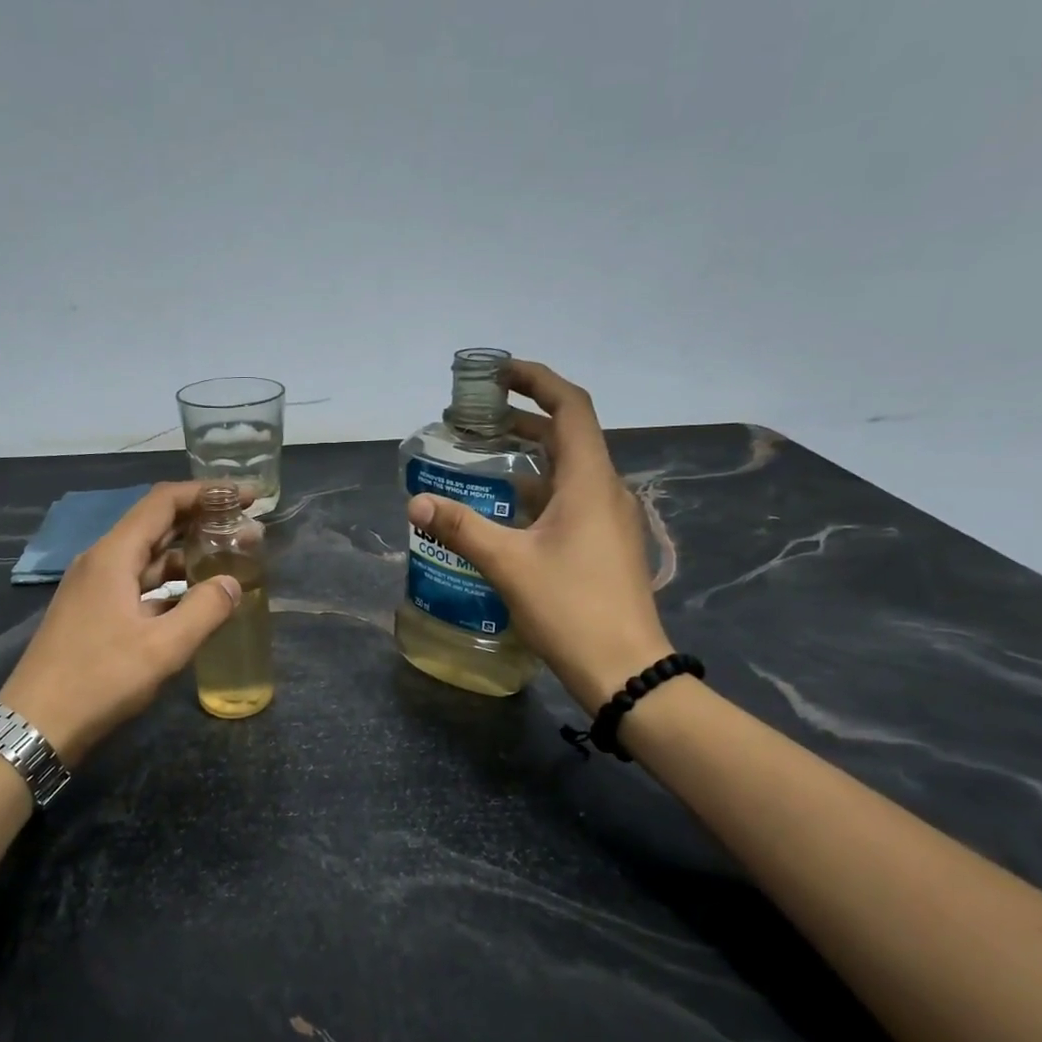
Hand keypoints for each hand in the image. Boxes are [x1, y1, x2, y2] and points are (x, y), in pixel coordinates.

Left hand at [0, 482, 240, 764]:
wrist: (35, 725)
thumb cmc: (99, 680)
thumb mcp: (162, 648)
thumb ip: (205, 610)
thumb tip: (233, 583)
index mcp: (113, 556)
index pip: (164, 502)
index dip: (206, 493)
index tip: (246, 497)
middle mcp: (102, 561)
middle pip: (156, 524)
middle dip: (202, 521)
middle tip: (247, 528)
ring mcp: (95, 588)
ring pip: (148, 556)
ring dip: (188, 554)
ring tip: (230, 560)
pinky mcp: (94, 613)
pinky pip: (139, 583)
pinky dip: (170, 582)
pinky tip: (196, 597)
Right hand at [406, 360, 672, 713]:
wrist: (626, 669)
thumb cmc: (571, 608)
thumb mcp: (508, 565)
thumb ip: (461, 528)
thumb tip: (416, 502)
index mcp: (590, 482)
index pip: (570, 407)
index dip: (538, 380)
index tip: (500, 372)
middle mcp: (606, 490)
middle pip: (569, 435)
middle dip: (526, 417)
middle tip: (479, 417)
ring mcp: (610, 519)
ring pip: (570, 470)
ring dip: (532, 455)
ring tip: (487, 454)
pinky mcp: (606, 545)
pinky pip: (572, 499)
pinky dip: (540, 489)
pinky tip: (508, 508)